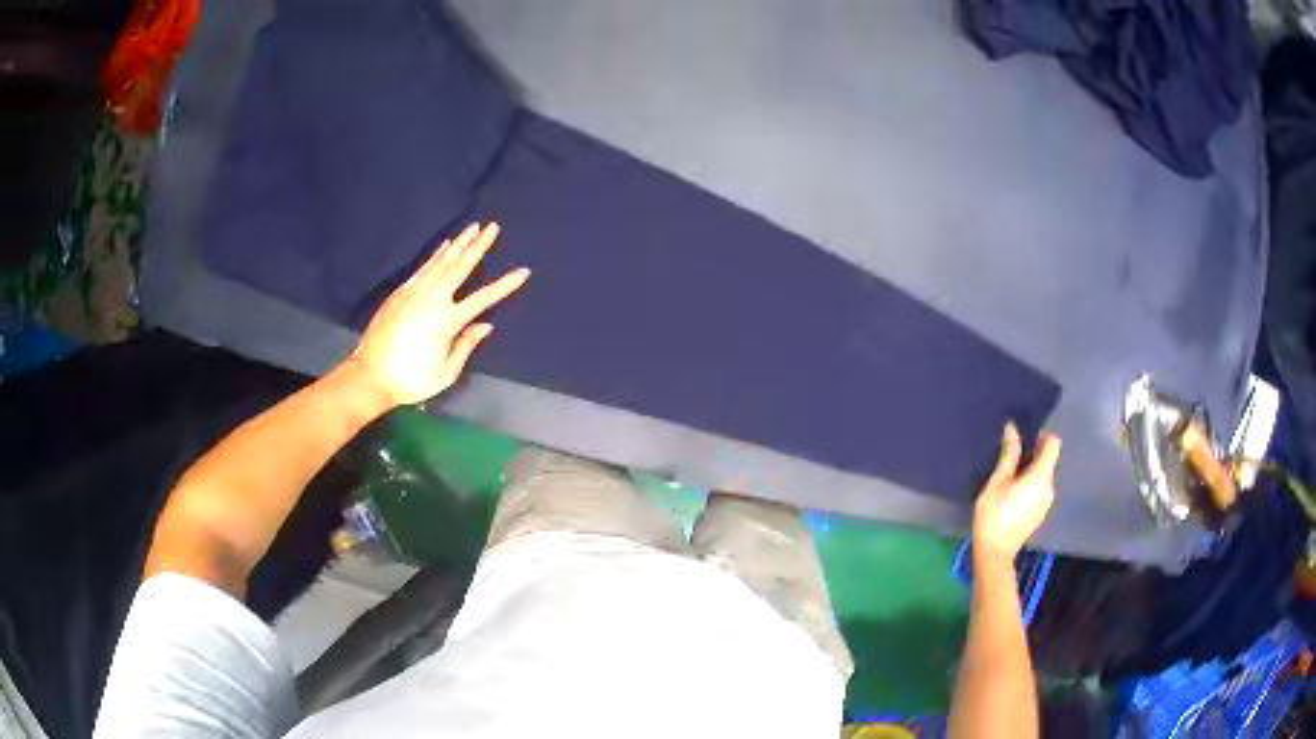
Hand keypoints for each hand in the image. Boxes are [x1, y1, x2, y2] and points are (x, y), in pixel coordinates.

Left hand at [349, 222, 529, 406]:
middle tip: (493, 227)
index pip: (484, 299)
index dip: (505, 285)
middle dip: (479, 246)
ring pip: (441, 262)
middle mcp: (433, 300)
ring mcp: (414, 293)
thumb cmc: (411, 381)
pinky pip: (423, 268)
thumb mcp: (445, 373)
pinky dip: (436, 255)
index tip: (524, 271)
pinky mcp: (400, 293)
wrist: (370, 376)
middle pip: (461, 267)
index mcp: (447, 322)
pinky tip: (444, 245)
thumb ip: (466, 346)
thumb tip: (485, 325)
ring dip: (459, 243)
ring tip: (473, 227)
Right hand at [973, 423, 1060, 561]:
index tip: (1025, 440)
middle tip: (1010, 460)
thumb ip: (1009, 455)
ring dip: (1031, 471)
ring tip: (1009, 479)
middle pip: (1049, 460)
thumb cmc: (993, 515)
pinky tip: (1012, 496)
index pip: (1054, 444)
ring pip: (1044, 475)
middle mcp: (1050, 487)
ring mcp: (1047, 501)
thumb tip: (1013, 429)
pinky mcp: (1041, 512)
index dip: (1042, 436)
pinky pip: (1041, 489)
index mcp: (1041, 476)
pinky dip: (1031, 485)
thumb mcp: (997, 482)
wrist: (995, 553)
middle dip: (1034, 454)